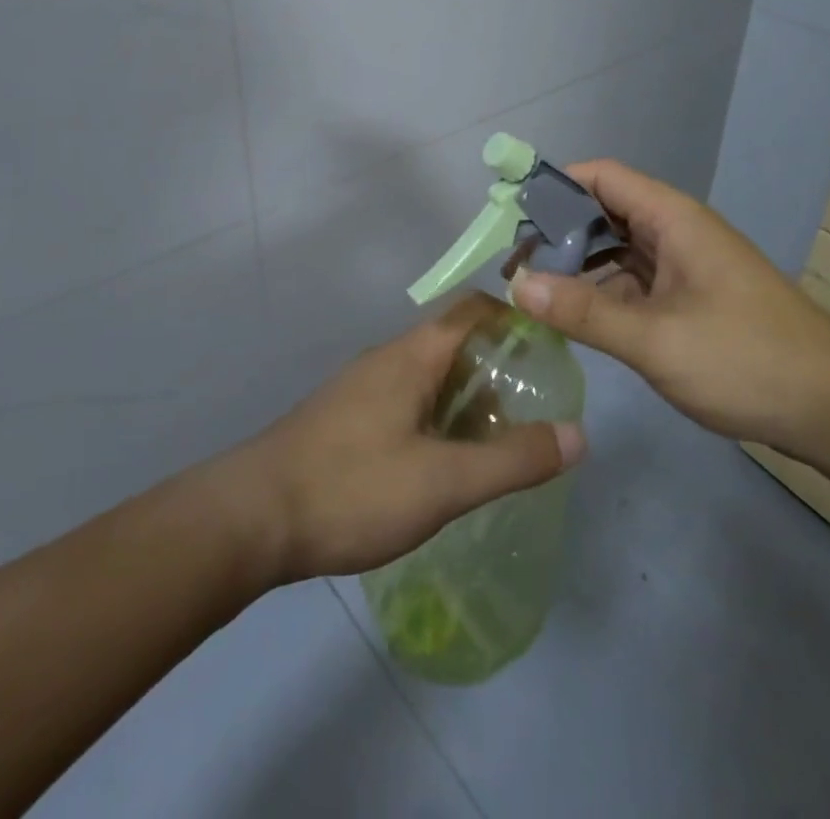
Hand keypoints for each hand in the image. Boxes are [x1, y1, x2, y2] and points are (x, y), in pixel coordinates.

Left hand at [230, 293, 585, 582]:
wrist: (250, 519)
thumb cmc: (351, 488)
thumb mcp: (442, 482)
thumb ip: (512, 460)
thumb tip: (579, 434)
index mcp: (412, 355)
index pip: (473, 311)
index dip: (516, 319)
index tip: (553, 349)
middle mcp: (387, 359)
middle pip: (454, 344)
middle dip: (497, 370)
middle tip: (537, 408)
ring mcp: (362, 389)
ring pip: (429, 378)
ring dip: (467, 399)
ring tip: (502, 440)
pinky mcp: (345, 420)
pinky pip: (406, 403)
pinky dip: (438, 419)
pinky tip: (446, 463)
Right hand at [509, 159, 829, 453]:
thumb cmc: (746, 359)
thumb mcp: (655, 339)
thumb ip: (582, 312)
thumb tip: (516, 285)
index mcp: (671, 219)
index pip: (601, 177)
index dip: (554, 186)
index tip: (510, 215)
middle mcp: (675, 232)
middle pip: (603, 212)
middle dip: (557, 232)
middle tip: (513, 265)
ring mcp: (684, 267)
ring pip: (616, 251)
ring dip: (577, 266)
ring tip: (532, 292)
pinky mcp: (689, 300)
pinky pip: (632, 283)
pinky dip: (601, 294)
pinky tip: (573, 318)